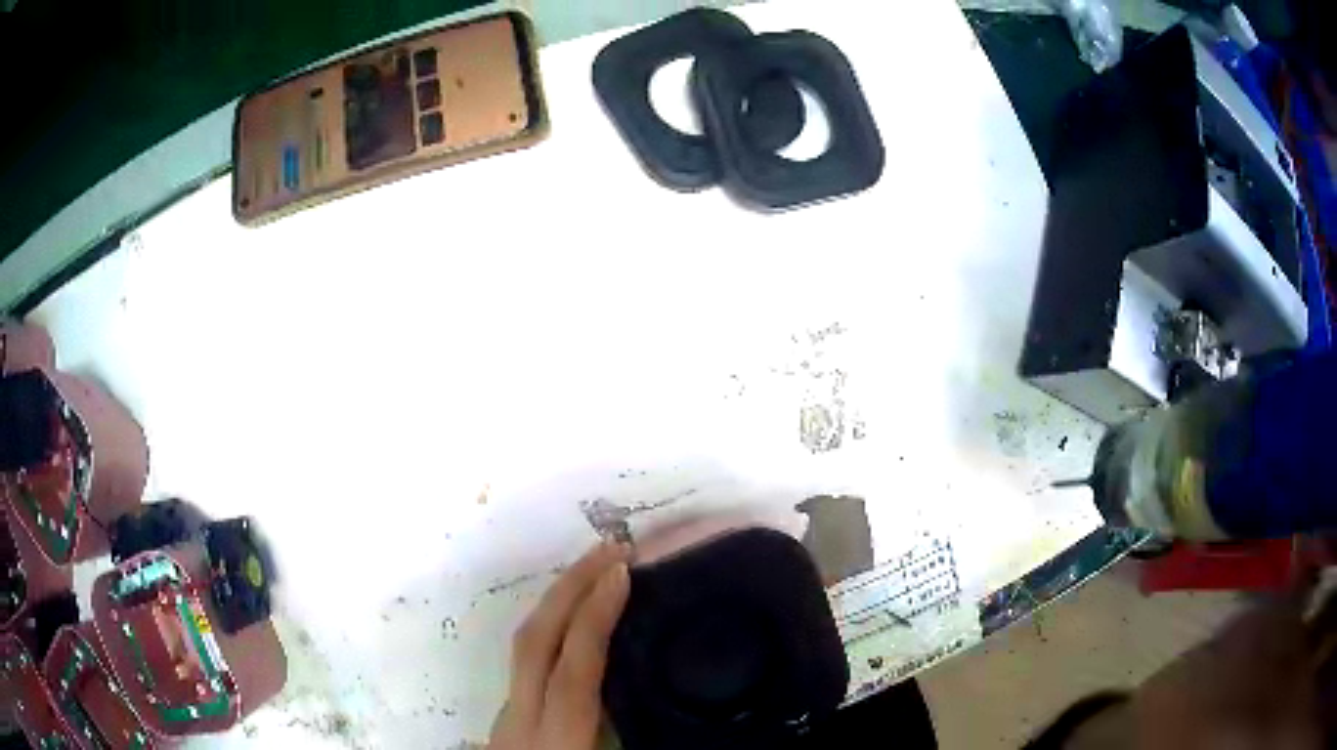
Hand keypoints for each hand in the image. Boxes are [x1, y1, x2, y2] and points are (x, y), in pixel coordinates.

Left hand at [489, 542, 631, 749]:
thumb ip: (636, 732)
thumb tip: (683, 708)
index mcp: (558, 740)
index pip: (574, 669)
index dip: (596, 617)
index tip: (622, 571)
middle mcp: (522, 719)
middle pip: (534, 640)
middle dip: (569, 587)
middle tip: (610, 548)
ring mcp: (507, 715)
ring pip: (523, 646)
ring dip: (558, 602)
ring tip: (594, 572)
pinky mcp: (507, 717)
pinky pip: (526, 659)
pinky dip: (551, 628)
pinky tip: (572, 624)